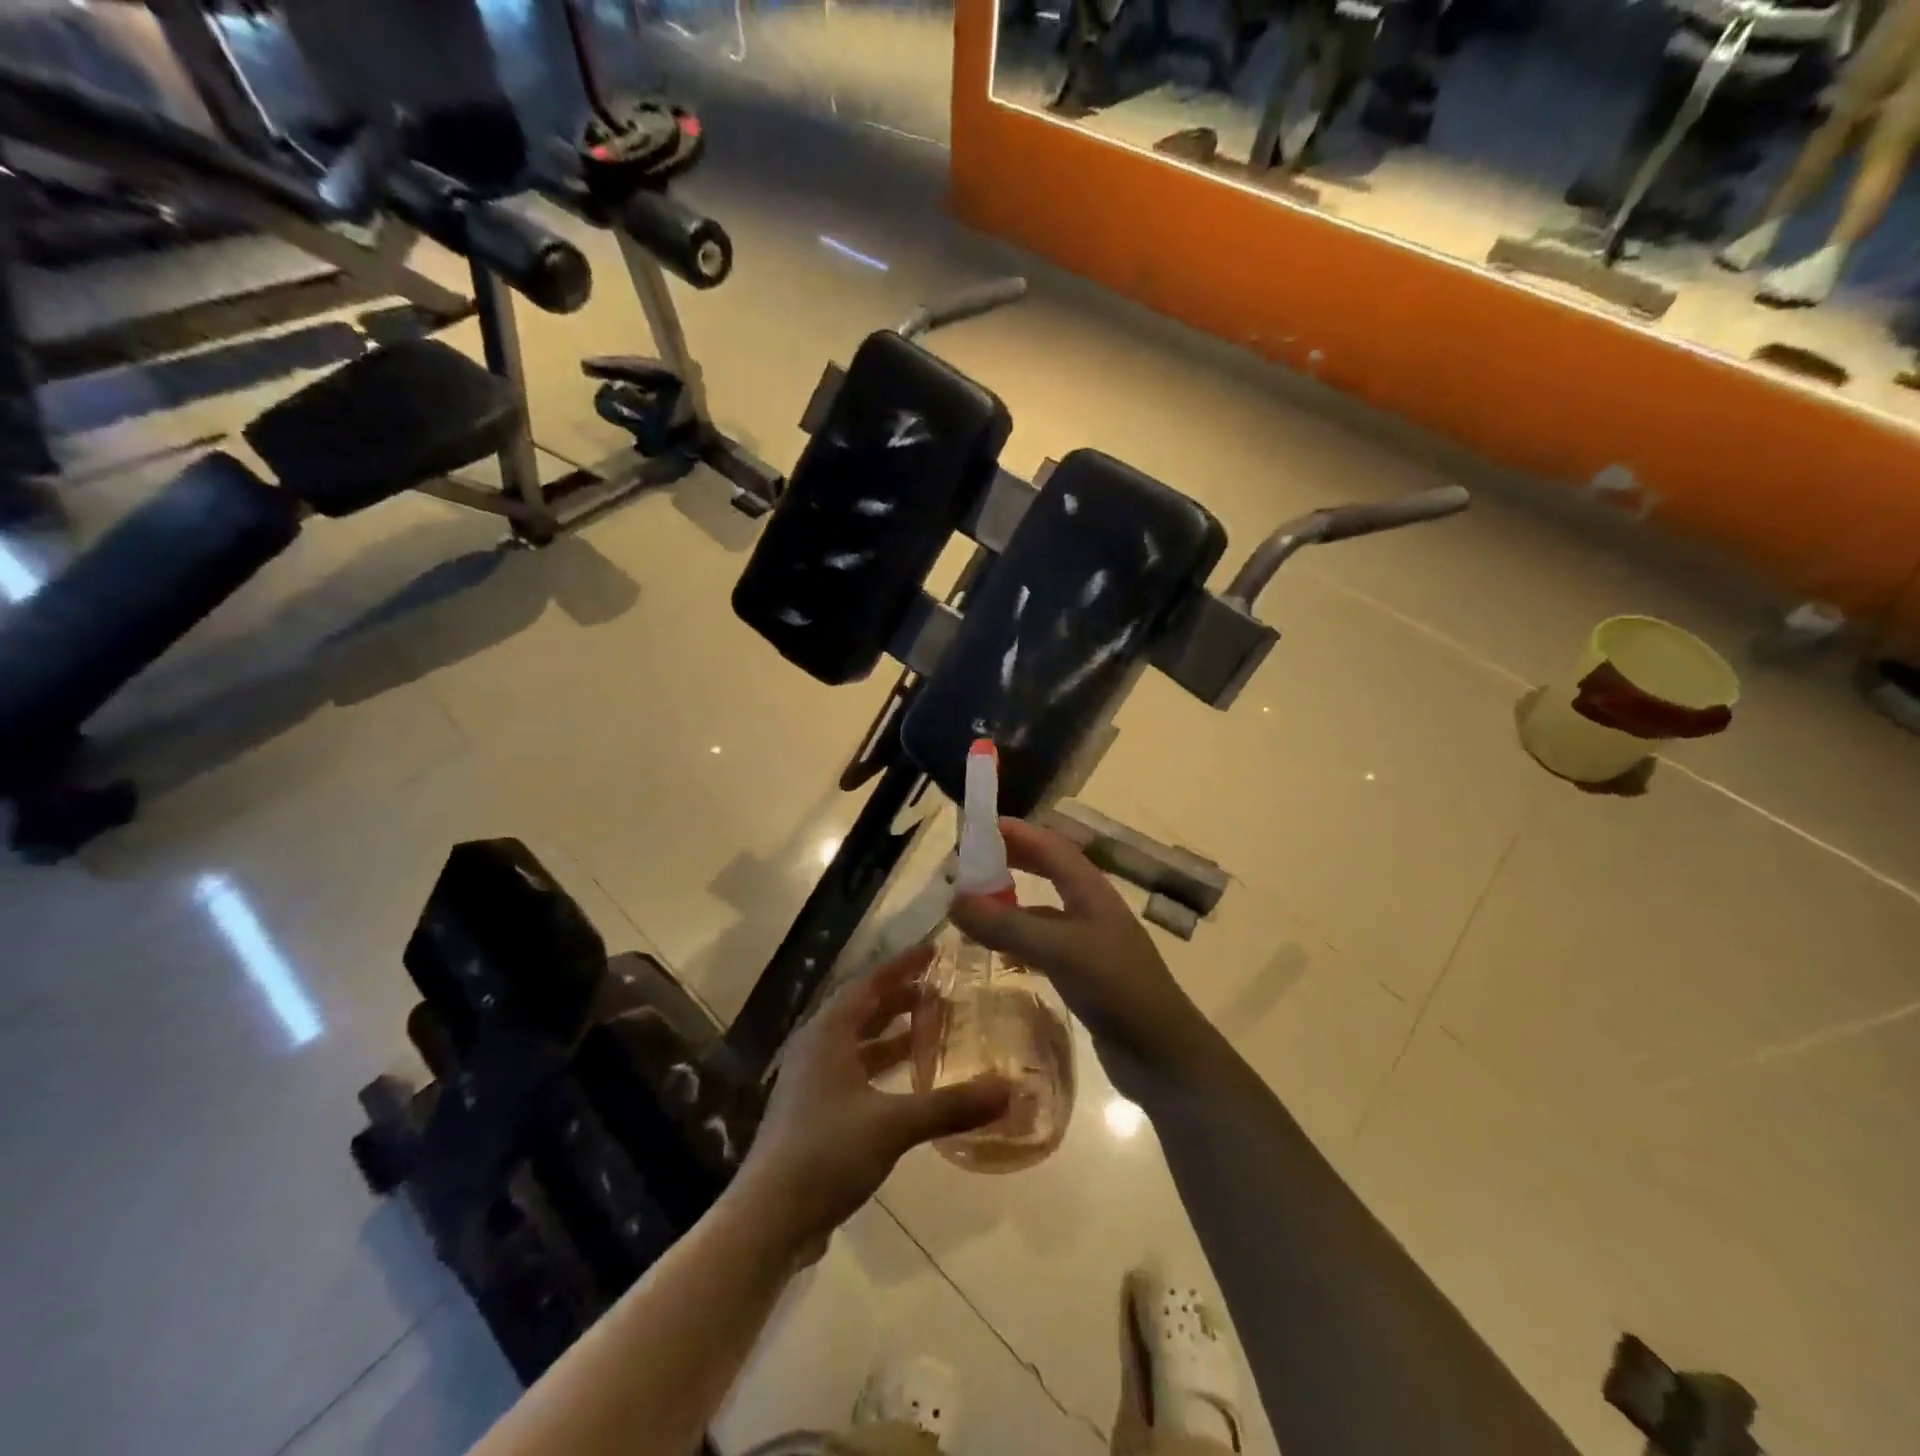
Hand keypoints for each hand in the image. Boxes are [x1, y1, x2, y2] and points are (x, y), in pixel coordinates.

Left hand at [732, 949, 1010, 1253]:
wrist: (768, 1218)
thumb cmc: (826, 1153)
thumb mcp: (893, 1125)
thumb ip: (950, 1106)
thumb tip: (1008, 1090)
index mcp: (827, 1034)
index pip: (868, 983)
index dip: (902, 965)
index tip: (935, 952)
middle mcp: (816, 1048)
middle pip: (861, 1009)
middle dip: (899, 997)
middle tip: (939, 990)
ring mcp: (811, 1081)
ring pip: (856, 1042)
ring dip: (890, 1032)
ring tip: (928, 1027)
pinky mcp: (812, 1111)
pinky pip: (853, 1070)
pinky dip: (880, 1065)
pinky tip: (906, 1081)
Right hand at [949, 818, 1209, 1089]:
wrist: (1163, 1054)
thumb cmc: (1117, 988)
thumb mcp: (1060, 950)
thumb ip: (1008, 924)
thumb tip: (954, 899)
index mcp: (1091, 890)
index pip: (1050, 845)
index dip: (1016, 832)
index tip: (976, 827)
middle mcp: (1090, 908)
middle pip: (1047, 870)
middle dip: (1011, 861)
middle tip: (968, 864)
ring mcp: (1088, 942)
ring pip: (1042, 909)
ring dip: (1010, 902)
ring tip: (973, 907)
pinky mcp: (1084, 973)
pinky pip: (1043, 945)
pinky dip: (1018, 940)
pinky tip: (997, 953)